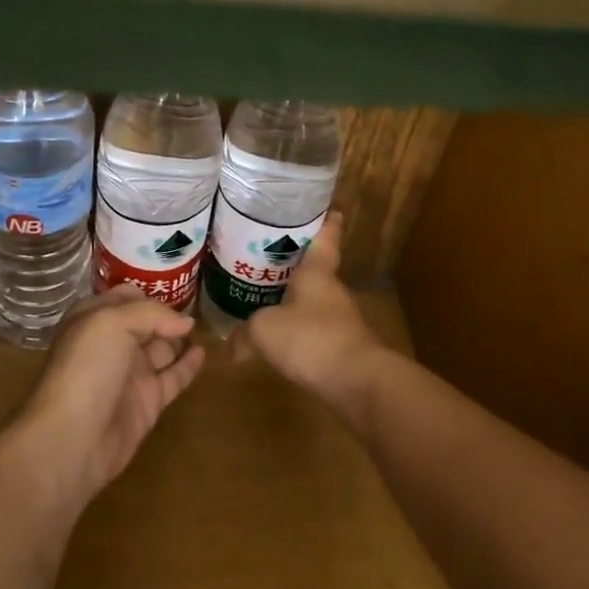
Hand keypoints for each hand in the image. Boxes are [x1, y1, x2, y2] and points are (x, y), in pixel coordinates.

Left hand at [19, 285, 206, 500]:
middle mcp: (112, 344)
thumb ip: (152, 314)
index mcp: (94, 320)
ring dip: (181, 338)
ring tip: (208, 326)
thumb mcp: (113, 323)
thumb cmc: (87, 369)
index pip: (125, 297)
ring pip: (162, 349)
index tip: (178, 284)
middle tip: (201, 305)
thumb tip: (186, 323)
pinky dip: (189, 364)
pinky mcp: (148, 402)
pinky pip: (174, 376)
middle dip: (169, 314)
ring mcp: (130, 374)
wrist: (74, 438)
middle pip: (147, 322)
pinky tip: (204, 352)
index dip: (149, 292)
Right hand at [232, 214, 385, 431]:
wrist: (356, 380)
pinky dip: (297, 329)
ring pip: (313, 299)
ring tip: (263, 296)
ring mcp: (340, 318)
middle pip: (315, 268)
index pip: (325, 237)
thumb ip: (244, 332)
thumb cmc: (310, 338)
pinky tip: (277, 338)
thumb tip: (231, 343)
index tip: (325, 208)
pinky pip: (313, 328)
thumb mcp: (264, 330)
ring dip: (294, 298)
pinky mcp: (341, 345)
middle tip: (265, 255)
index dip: (325, 221)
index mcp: (317, 271)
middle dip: (294, 263)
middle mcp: (331, 289)